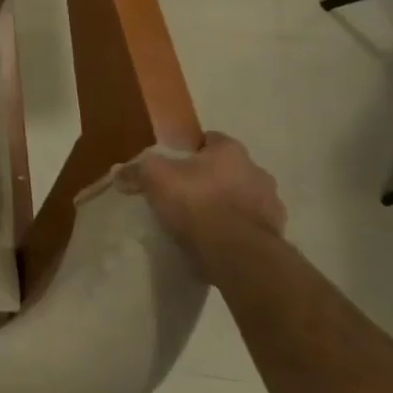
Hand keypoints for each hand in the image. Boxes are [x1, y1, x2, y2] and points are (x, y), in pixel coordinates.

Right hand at [119, 131, 285, 261]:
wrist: (237, 253)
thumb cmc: (196, 202)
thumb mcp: (154, 178)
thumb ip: (136, 170)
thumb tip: (118, 171)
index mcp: (231, 150)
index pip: (209, 139)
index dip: (188, 149)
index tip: (171, 164)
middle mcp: (257, 171)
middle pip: (226, 169)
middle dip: (208, 178)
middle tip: (181, 192)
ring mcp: (271, 204)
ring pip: (241, 197)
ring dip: (224, 204)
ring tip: (197, 221)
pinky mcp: (274, 234)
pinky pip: (248, 225)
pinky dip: (233, 228)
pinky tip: (213, 240)